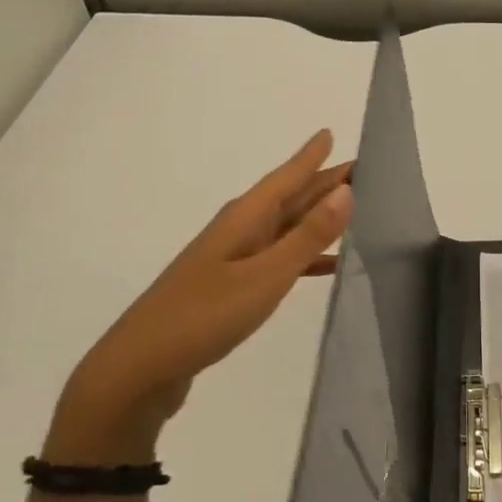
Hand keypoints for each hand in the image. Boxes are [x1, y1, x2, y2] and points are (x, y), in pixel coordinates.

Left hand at [44, 130, 352, 465]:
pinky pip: (278, 259)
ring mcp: (232, 261)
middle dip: (321, 184)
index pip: (285, 179)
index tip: (330, 132)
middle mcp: (238, 232)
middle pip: (287, 200)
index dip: (310, 158)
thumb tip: (346, 191)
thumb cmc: (204, 316)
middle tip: (360, 172)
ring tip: (354, 213)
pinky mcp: (230, 289)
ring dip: (316, 220)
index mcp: (244, 220)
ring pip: (284, 228)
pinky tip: (327, 266)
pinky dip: (304, 257)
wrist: (140, 368)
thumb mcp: (265, 276)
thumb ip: (307, 236)